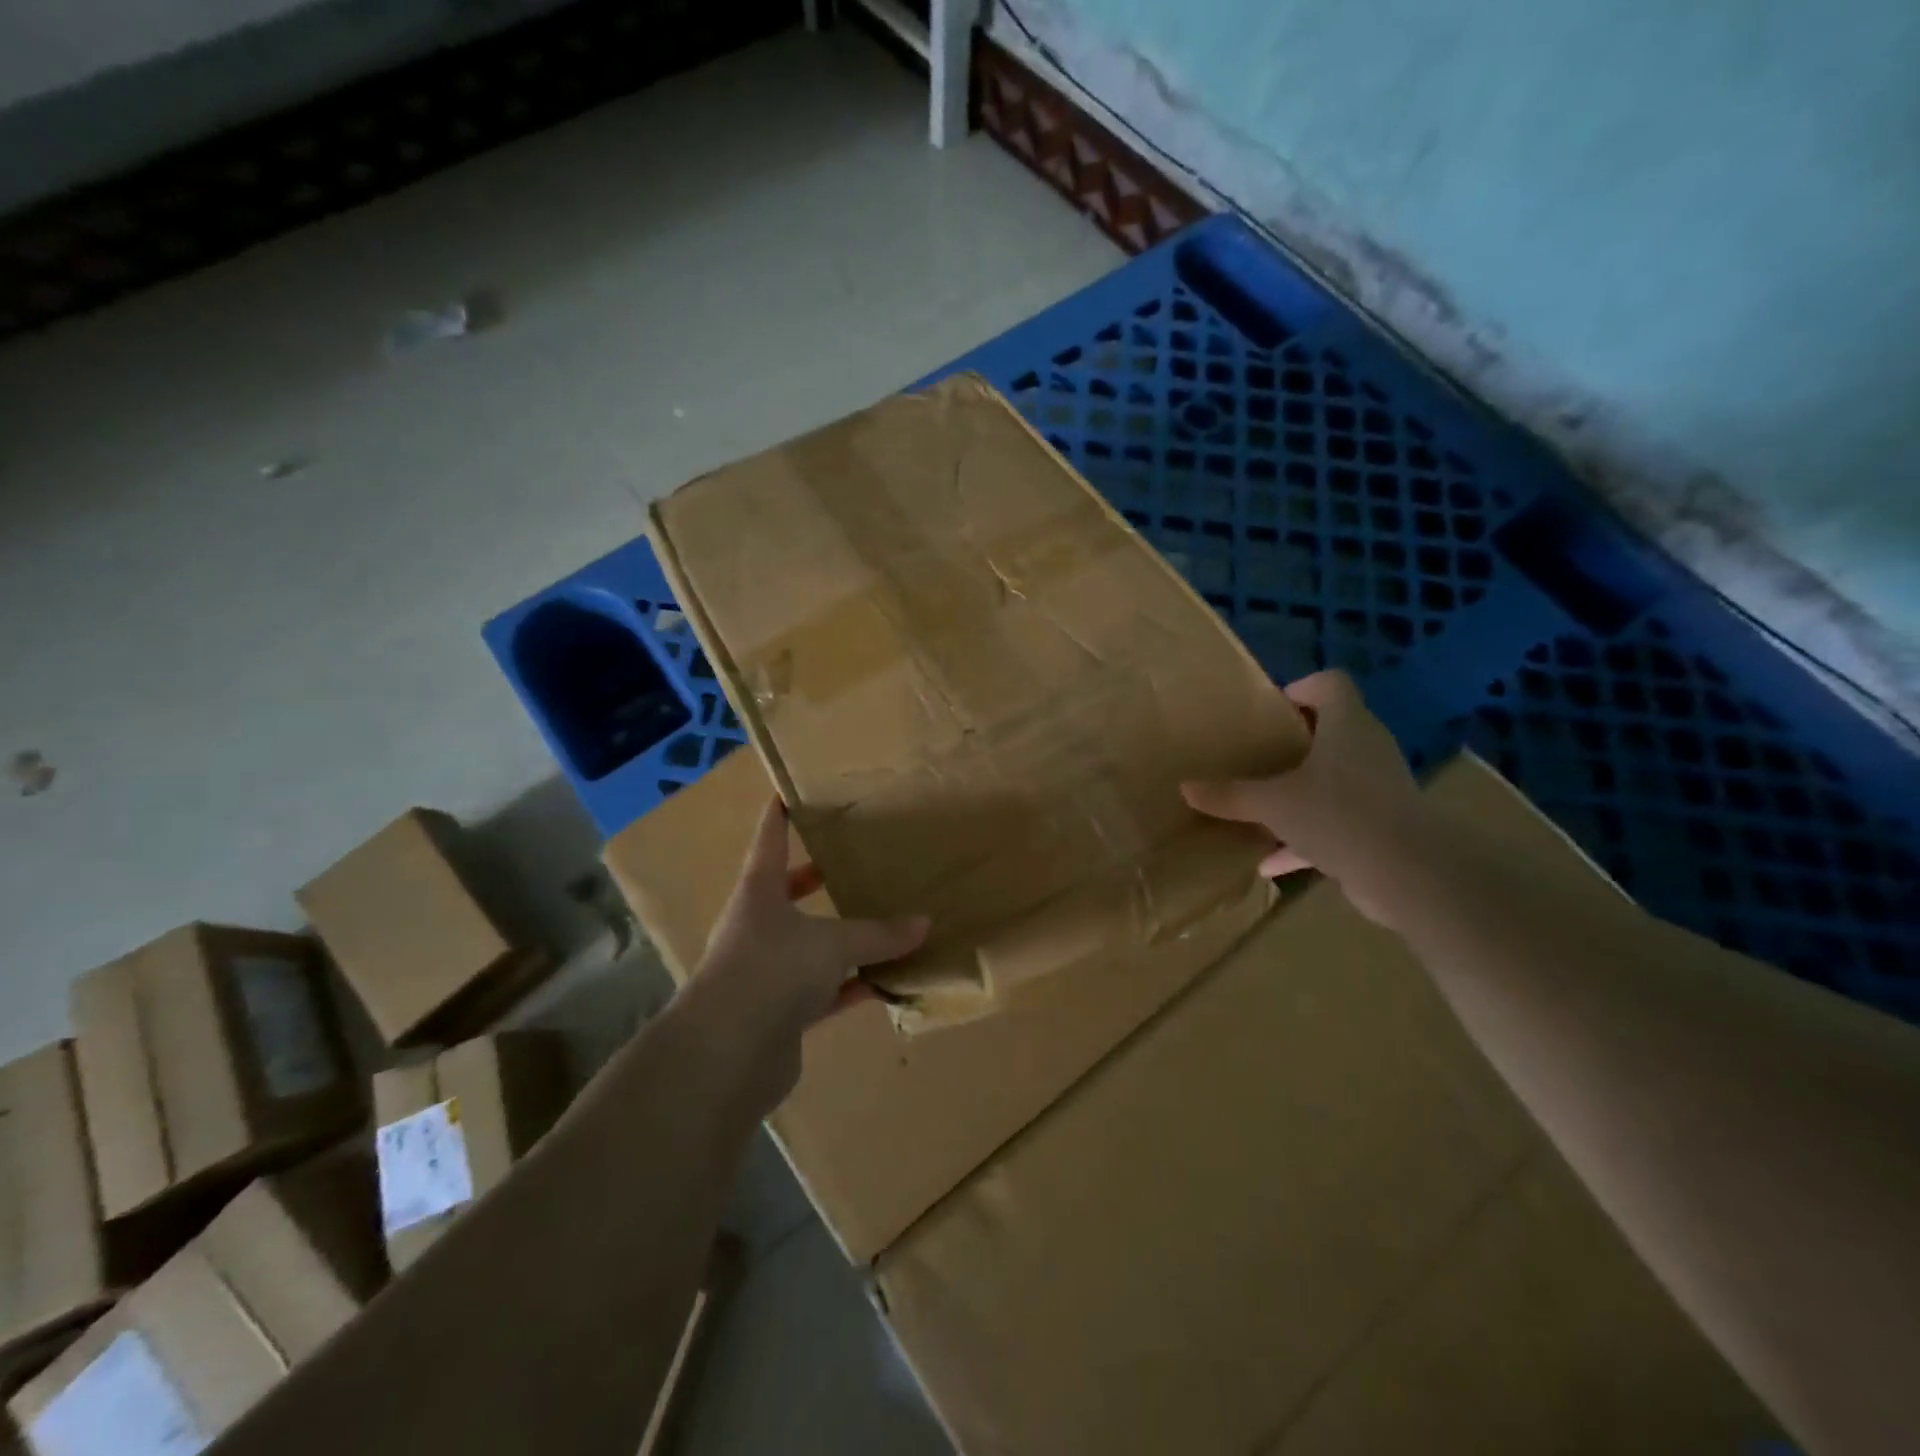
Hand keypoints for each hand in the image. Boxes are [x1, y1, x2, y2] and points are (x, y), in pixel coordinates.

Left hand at [689, 798, 927, 1099]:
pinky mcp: (779, 1013)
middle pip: (786, 893)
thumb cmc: (772, 969)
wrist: (726, 1054)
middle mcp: (757, 926)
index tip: (788, 792)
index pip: (771, 840)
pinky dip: (851, 985)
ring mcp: (766, 971)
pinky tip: (886, 981)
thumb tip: (924, 923)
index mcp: (759, 892)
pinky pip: (823, 990)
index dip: (780, 816)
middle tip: (848, 862)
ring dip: (841, 938)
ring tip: (881, 921)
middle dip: (813, 879)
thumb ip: (878, 934)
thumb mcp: (832, 943)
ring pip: (809, 945)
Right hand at [1181, 669, 1435, 925]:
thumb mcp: (1272, 804)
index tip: (1271, 711)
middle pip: (1333, 731)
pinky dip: (1306, 837)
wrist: (1407, 874)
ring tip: (1262, 803)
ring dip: (1301, 791)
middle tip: (1258, 755)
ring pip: (1334, 780)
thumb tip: (1186, 788)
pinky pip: (1337, 822)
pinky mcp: (1381, 827)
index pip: (1330, 684)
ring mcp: (1378, 789)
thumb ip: (1230, 795)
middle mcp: (1367, 749)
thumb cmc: (1337, 814)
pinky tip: (1270, 862)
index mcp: (1346, 726)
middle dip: (1295, 743)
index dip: (1301, 689)